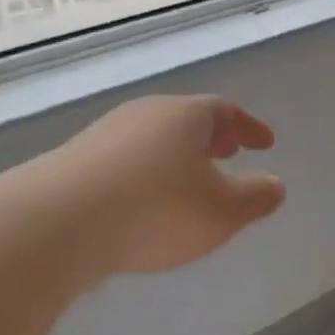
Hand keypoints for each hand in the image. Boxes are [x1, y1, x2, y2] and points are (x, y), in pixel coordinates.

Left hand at [46, 95, 285, 282]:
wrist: (59, 223)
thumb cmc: (158, 209)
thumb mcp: (223, 211)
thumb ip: (256, 198)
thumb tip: (275, 185)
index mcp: (185, 115)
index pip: (225, 111)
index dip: (249, 127)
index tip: (265, 143)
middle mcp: (144, 115)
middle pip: (185, 120)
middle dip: (211, 138)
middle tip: (228, 153)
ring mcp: (104, 135)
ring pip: (154, 139)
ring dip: (177, 157)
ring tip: (188, 182)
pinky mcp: (74, 162)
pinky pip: (126, 161)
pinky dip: (147, 174)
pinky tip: (144, 203)